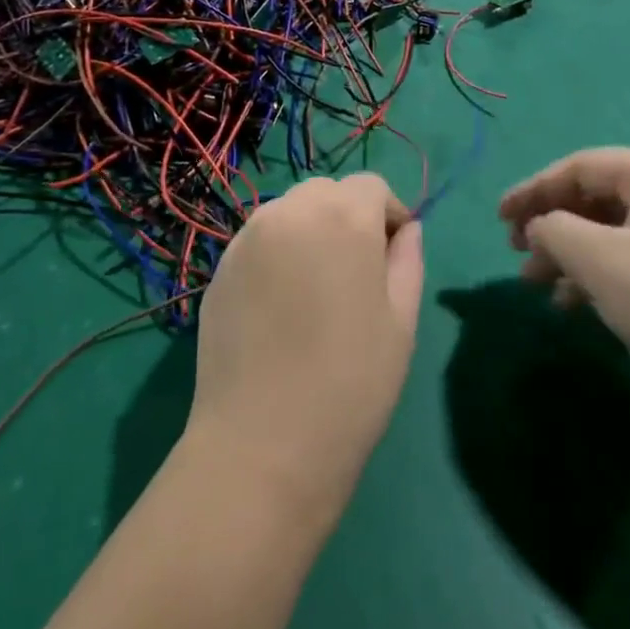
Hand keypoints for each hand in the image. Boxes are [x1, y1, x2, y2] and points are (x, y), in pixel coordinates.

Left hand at [188, 174, 423, 510]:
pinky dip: (277, 252)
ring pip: (289, 211)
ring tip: (316, 288)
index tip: (393, 254)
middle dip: (348, 216)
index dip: (389, 213)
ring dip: (310, 230)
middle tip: (356, 272)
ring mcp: (248, 237)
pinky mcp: (220, 266)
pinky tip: (280, 305)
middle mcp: (291, 211)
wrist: (263, 442)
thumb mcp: (401, 322)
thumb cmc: (351, 383)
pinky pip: (259, 240)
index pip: (371, 186)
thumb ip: (408, 260)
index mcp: (344, 217)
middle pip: (327, 192)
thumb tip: (407, 229)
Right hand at [499, 148, 629, 433]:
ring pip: (608, 234)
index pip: (577, 167)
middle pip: (592, 198)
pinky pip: (629, 261)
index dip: (531, 189)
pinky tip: (572, 306)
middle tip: (517, 252)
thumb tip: (539, 228)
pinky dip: (596, 277)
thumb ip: (552, 230)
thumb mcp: (597, 259)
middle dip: (549, 226)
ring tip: (536, 285)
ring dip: (567, 256)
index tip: (499, 218)